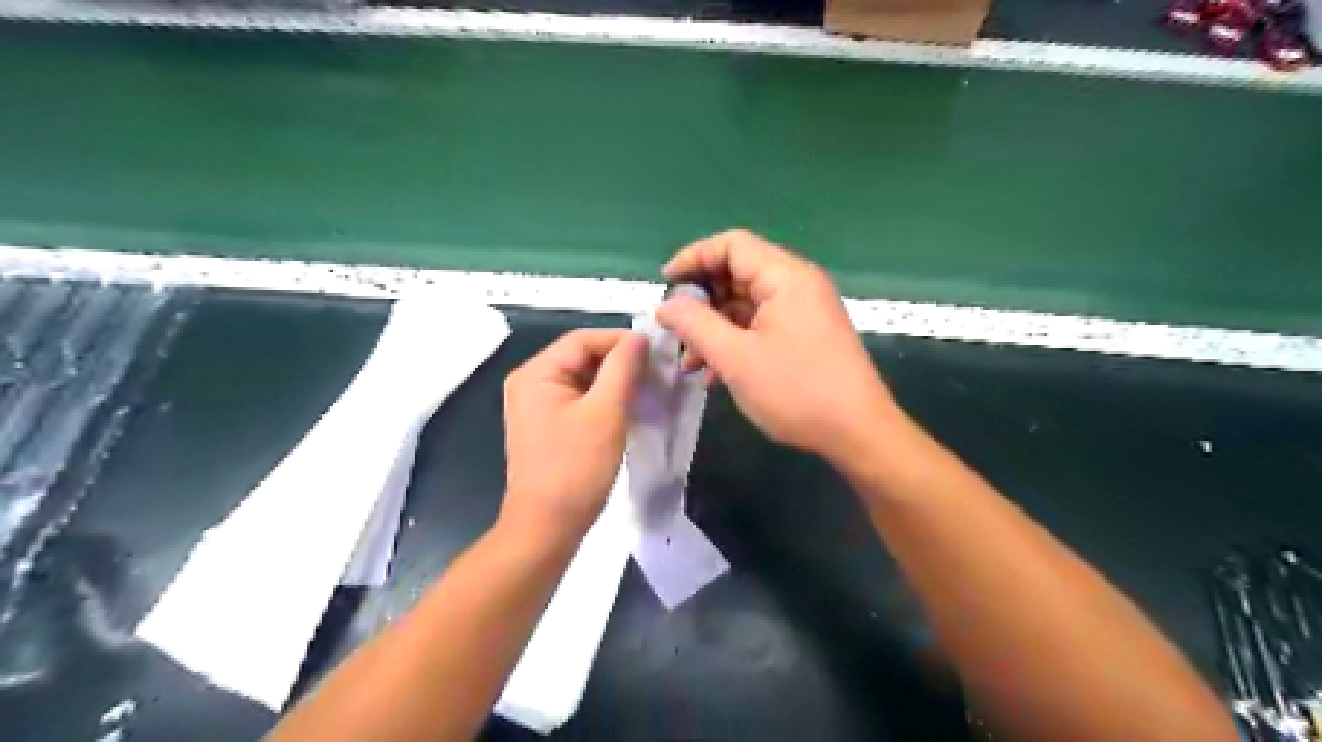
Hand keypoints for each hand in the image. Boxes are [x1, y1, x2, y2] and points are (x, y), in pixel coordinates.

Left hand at [502, 329, 649, 539]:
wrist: (548, 527)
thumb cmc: (576, 467)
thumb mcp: (606, 412)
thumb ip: (623, 368)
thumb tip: (639, 337)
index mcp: (536, 373)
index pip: (583, 339)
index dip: (621, 340)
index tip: (658, 351)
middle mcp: (531, 383)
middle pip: (582, 357)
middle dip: (621, 362)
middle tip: (658, 372)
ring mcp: (538, 406)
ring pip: (584, 379)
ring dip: (616, 381)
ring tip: (650, 388)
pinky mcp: (550, 426)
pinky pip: (581, 400)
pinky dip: (606, 400)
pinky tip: (632, 407)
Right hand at [659, 229, 897, 463]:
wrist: (858, 433)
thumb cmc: (795, 391)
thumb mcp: (735, 358)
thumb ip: (695, 324)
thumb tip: (665, 305)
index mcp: (784, 276)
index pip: (731, 245)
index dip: (693, 258)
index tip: (663, 286)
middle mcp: (797, 284)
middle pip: (737, 273)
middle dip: (700, 301)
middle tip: (675, 331)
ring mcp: (804, 311)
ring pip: (746, 304)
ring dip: (714, 328)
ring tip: (690, 363)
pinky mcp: (806, 335)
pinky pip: (761, 325)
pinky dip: (735, 341)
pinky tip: (715, 374)